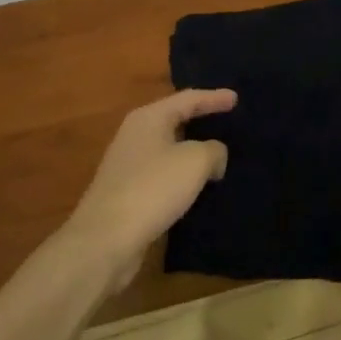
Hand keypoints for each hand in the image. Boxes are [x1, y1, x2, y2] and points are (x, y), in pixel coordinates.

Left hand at [59, 89, 235, 293]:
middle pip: (175, 120)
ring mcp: (128, 166)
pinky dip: (182, 176)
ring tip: (218, 155)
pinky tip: (197, 186)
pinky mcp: (127, 194)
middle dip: (201, 121)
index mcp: (149, 118)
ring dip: (192, 152)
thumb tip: (214, 157)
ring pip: (169, 150)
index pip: (189, 99)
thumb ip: (214, 150)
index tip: (236, 99)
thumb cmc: (153, 188)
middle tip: (227, 122)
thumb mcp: (196, 160)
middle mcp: (135, 136)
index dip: (214, 98)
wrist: (104, 241)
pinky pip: (163, 175)